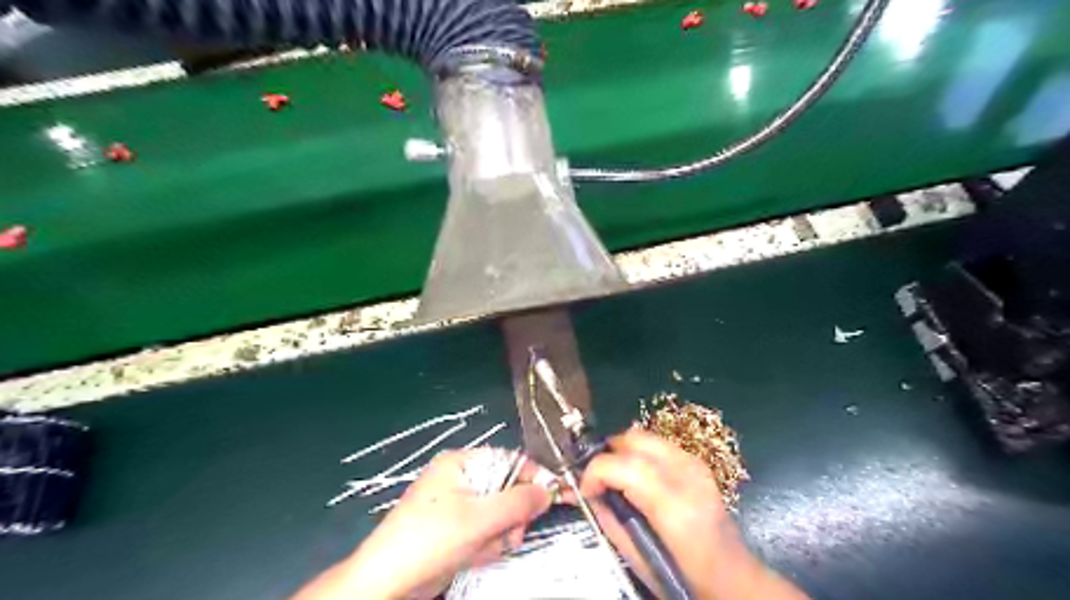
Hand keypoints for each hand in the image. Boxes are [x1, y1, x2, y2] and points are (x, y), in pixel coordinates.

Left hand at [292, 451, 550, 599]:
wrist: (386, 584)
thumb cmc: (432, 539)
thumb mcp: (480, 518)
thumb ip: (519, 502)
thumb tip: (549, 490)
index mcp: (461, 463)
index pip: (508, 460)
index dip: (532, 477)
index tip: (552, 496)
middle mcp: (459, 479)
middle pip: (506, 490)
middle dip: (510, 516)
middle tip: (507, 534)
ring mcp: (456, 505)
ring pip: (499, 515)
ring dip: (498, 535)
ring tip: (482, 549)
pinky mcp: (454, 529)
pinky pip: (485, 531)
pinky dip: (485, 545)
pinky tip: (472, 556)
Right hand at [578, 428, 802, 597]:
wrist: (733, 577)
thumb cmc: (684, 576)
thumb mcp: (636, 557)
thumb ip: (607, 518)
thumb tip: (581, 493)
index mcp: (674, 506)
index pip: (625, 466)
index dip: (595, 471)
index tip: (583, 489)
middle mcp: (687, 475)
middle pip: (634, 439)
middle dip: (607, 454)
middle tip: (597, 480)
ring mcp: (695, 464)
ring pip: (644, 436)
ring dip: (622, 452)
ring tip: (614, 478)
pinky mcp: (697, 462)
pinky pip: (657, 445)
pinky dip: (638, 454)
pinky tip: (636, 478)